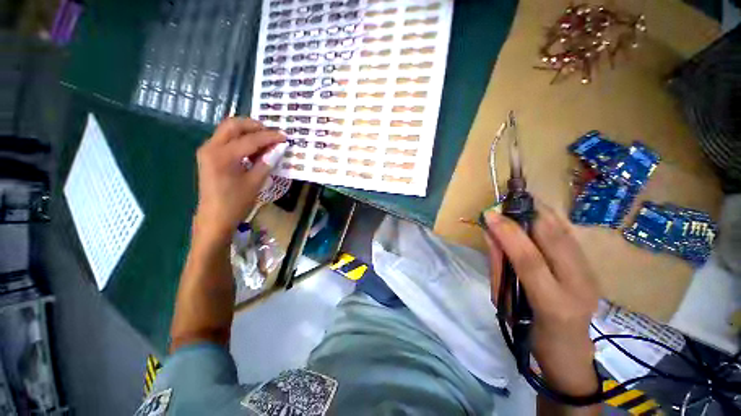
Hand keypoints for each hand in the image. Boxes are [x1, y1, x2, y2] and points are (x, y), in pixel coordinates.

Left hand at [193, 117, 285, 243]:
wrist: (214, 218)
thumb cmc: (235, 203)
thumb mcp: (255, 182)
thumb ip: (267, 162)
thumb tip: (279, 148)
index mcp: (223, 155)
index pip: (250, 139)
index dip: (269, 136)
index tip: (284, 136)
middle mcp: (211, 147)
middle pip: (233, 125)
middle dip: (254, 126)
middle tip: (272, 134)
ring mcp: (208, 150)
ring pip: (228, 130)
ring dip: (247, 132)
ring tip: (265, 141)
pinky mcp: (209, 156)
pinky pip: (226, 139)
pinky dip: (241, 139)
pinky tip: (253, 149)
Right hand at [483, 203, 599, 395]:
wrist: (569, 352)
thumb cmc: (529, 333)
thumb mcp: (504, 304)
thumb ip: (499, 266)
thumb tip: (491, 234)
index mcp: (552, 304)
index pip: (530, 260)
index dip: (508, 233)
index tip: (490, 214)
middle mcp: (579, 286)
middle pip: (555, 239)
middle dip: (528, 213)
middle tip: (506, 201)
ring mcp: (591, 276)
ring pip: (566, 232)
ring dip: (539, 212)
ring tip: (517, 203)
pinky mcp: (592, 268)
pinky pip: (569, 236)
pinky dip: (550, 220)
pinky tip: (535, 215)